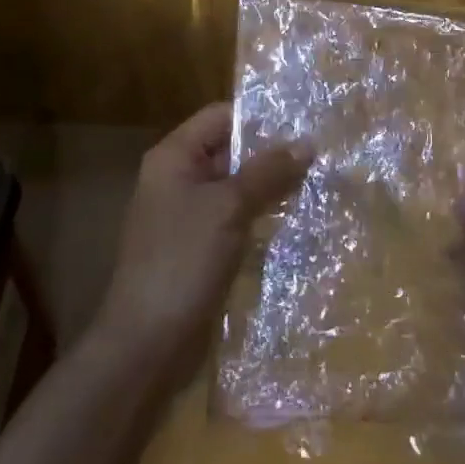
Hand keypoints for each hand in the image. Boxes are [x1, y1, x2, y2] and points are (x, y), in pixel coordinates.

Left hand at [90, 103, 311, 383]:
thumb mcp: (229, 208)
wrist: (145, 346)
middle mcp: (177, 178)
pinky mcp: (197, 249)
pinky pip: (233, 220)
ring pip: (235, 188)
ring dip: (269, 188)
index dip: (260, 118)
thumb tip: (307, 141)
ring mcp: (186, 216)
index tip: (303, 124)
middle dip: (270, 155)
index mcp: (174, 157)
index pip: (221, 117)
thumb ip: (267, 171)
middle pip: (229, 151)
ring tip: (315, 185)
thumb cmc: (182, 261)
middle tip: (319, 156)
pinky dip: (259, 217)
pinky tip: (293, 222)